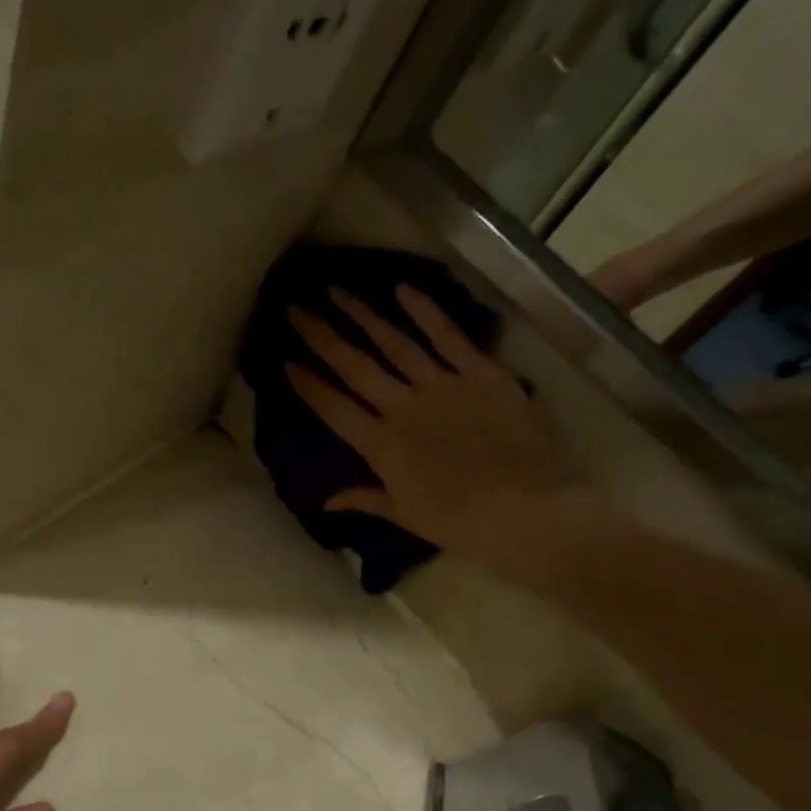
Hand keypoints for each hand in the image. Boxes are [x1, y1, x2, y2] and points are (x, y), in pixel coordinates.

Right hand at [287, 286, 594, 552]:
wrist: (525, 508)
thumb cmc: (460, 521)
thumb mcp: (406, 515)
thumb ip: (365, 499)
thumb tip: (326, 503)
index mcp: (382, 445)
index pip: (334, 408)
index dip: (308, 385)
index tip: (285, 361)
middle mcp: (403, 407)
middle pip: (355, 366)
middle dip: (322, 337)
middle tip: (296, 309)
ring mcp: (442, 384)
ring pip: (394, 342)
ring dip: (363, 315)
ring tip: (337, 291)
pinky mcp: (481, 372)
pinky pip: (448, 335)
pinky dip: (425, 311)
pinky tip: (402, 290)